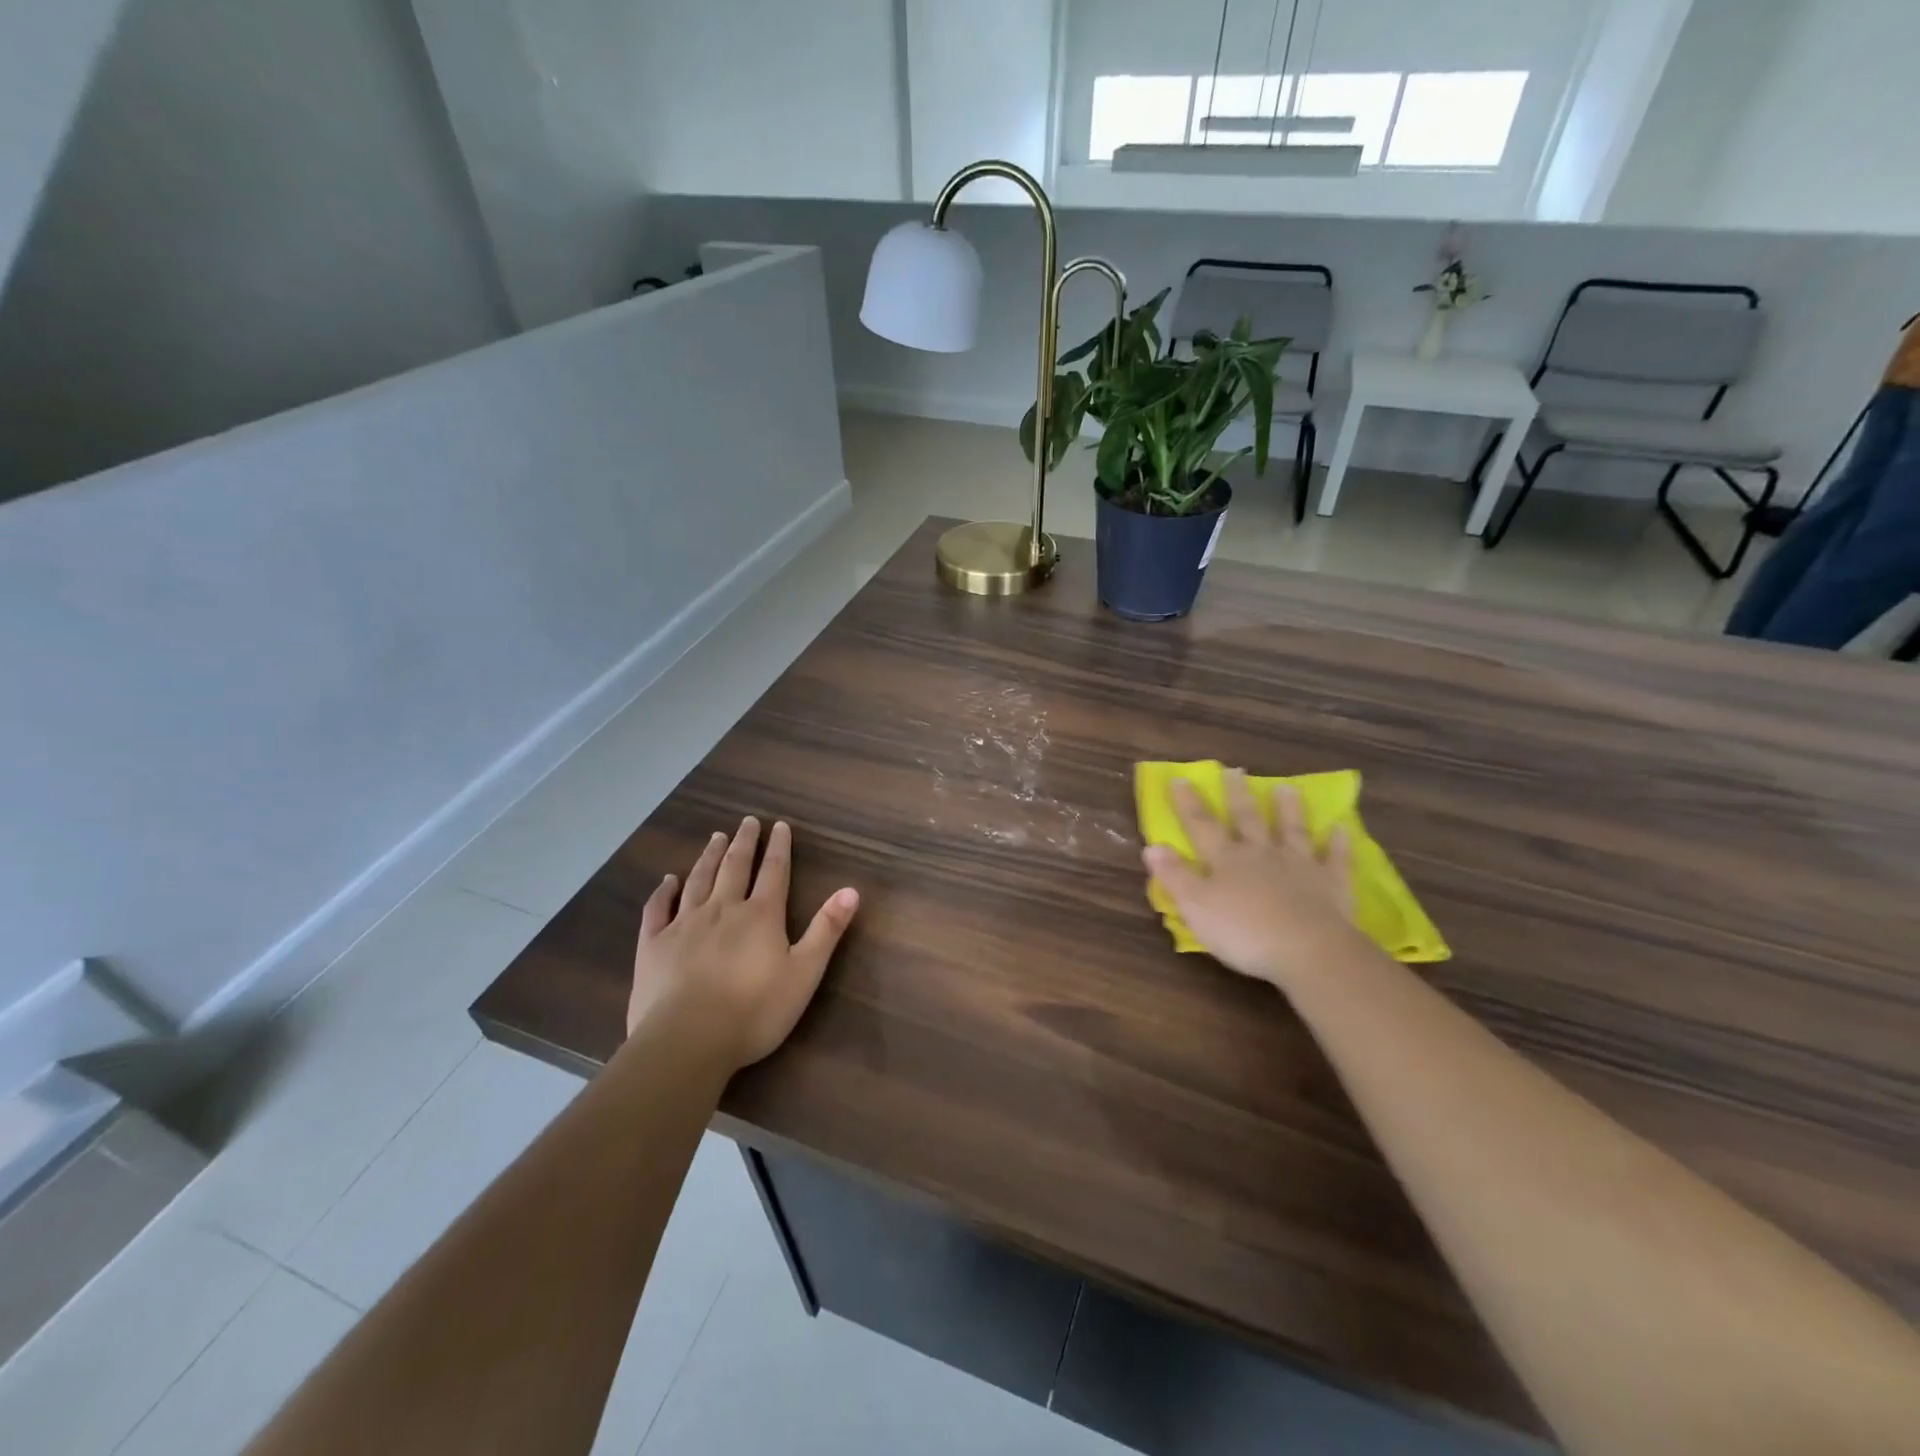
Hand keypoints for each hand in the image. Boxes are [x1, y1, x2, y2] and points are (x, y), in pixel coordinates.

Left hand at [627, 817, 859, 1070]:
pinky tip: (668, 880)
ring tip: (715, 837)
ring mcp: (684, 924)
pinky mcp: (653, 945)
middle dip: (744, 842)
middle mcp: (723, 909)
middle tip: (747, 821)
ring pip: (699, 880)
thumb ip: (827, 930)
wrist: (687, 1040)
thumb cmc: (754, 1011)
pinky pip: (658, 909)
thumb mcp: (804, 973)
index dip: (779, 847)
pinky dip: (664, 891)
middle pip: (735, 867)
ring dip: (709, 856)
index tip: (779, 825)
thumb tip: (851, 890)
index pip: (774, 871)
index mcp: (761, 915)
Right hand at [1142, 770, 1358, 990]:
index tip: (1181, 778)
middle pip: (1247, 819)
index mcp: (1225, 860)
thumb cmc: (1244, 931)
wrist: (1308, 950)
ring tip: (1285, 788)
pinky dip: (1338, 843)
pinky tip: (1341, 828)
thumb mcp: (1196, 907)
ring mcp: (1299, 865)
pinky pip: (1336, 858)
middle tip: (1235, 770)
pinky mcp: (1331, 884)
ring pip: (1291, 830)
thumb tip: (1153, 846)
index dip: (1189, 803)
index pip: (1201, 826)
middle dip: (1238, 795)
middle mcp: (1261, 854)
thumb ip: (1175, 876)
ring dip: (1288, 809)